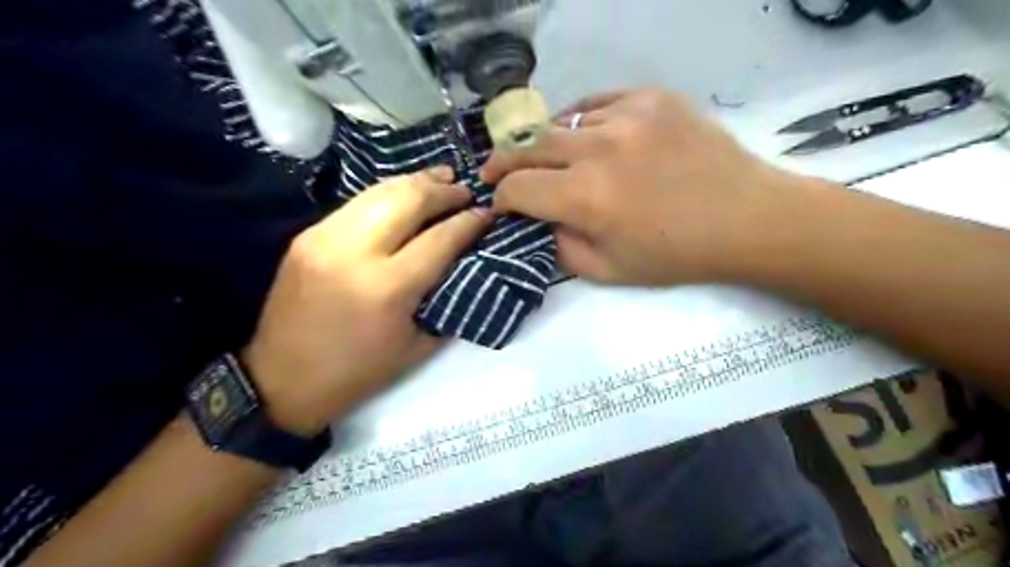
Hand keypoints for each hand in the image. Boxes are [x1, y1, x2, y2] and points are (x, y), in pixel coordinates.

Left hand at [240, 169, 487, 434]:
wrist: (282, 380)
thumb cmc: (358, 372)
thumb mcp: (417, 345)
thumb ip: (444, 298)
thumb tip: (465, 262)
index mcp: (388, 288)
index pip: (439, 238)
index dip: (468, 222)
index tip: (487, 212)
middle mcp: (356, 252)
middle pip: (409, 200)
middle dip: (443, 190)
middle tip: (466, 189)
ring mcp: (325, 237)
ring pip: (380, 191)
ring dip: (416, 182)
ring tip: (441, 177)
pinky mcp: (308, 235)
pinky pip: (358, 203)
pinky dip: (388, 193)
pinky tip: (405, 193)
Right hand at [481, 88, 819, 286]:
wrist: (746, 218)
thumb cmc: (676, 254)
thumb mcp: (609, 271)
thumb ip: (561, 248)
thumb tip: (540, 222)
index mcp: (586, 198)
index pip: (518, 188)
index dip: (501, 198)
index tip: (500, 204)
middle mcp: (598, 150)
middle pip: (528, 147)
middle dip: (502, 162)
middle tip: (495, 172)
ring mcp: (626, 117)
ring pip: (562, 124)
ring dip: (547, 146)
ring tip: (549, 161)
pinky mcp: (651, 99)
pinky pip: (597, 105)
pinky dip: (581, 123)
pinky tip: (585, 137)